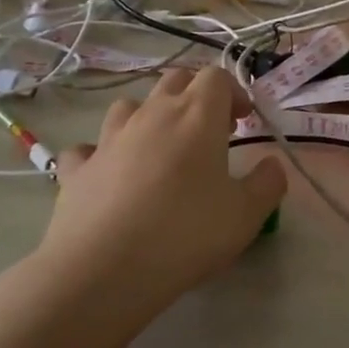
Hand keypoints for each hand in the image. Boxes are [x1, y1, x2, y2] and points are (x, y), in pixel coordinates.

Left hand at [26, 66, 285, 314]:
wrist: (102, 270)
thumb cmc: (186, 234)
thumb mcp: (246, 215)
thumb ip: (267, 183)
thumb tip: (271, 165)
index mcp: (197, 115)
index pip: (217, 77)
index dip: (234, 92)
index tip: (243, 121)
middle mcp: (152, 115)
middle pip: (175, 80)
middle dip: (196, 95)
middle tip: (210, 132)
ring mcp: (108, 139)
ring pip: (130, 106)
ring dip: (149, 116)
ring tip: (161, 148)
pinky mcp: (77, 169)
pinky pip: (89, 148)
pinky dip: (102, 154)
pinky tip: (111, 175)